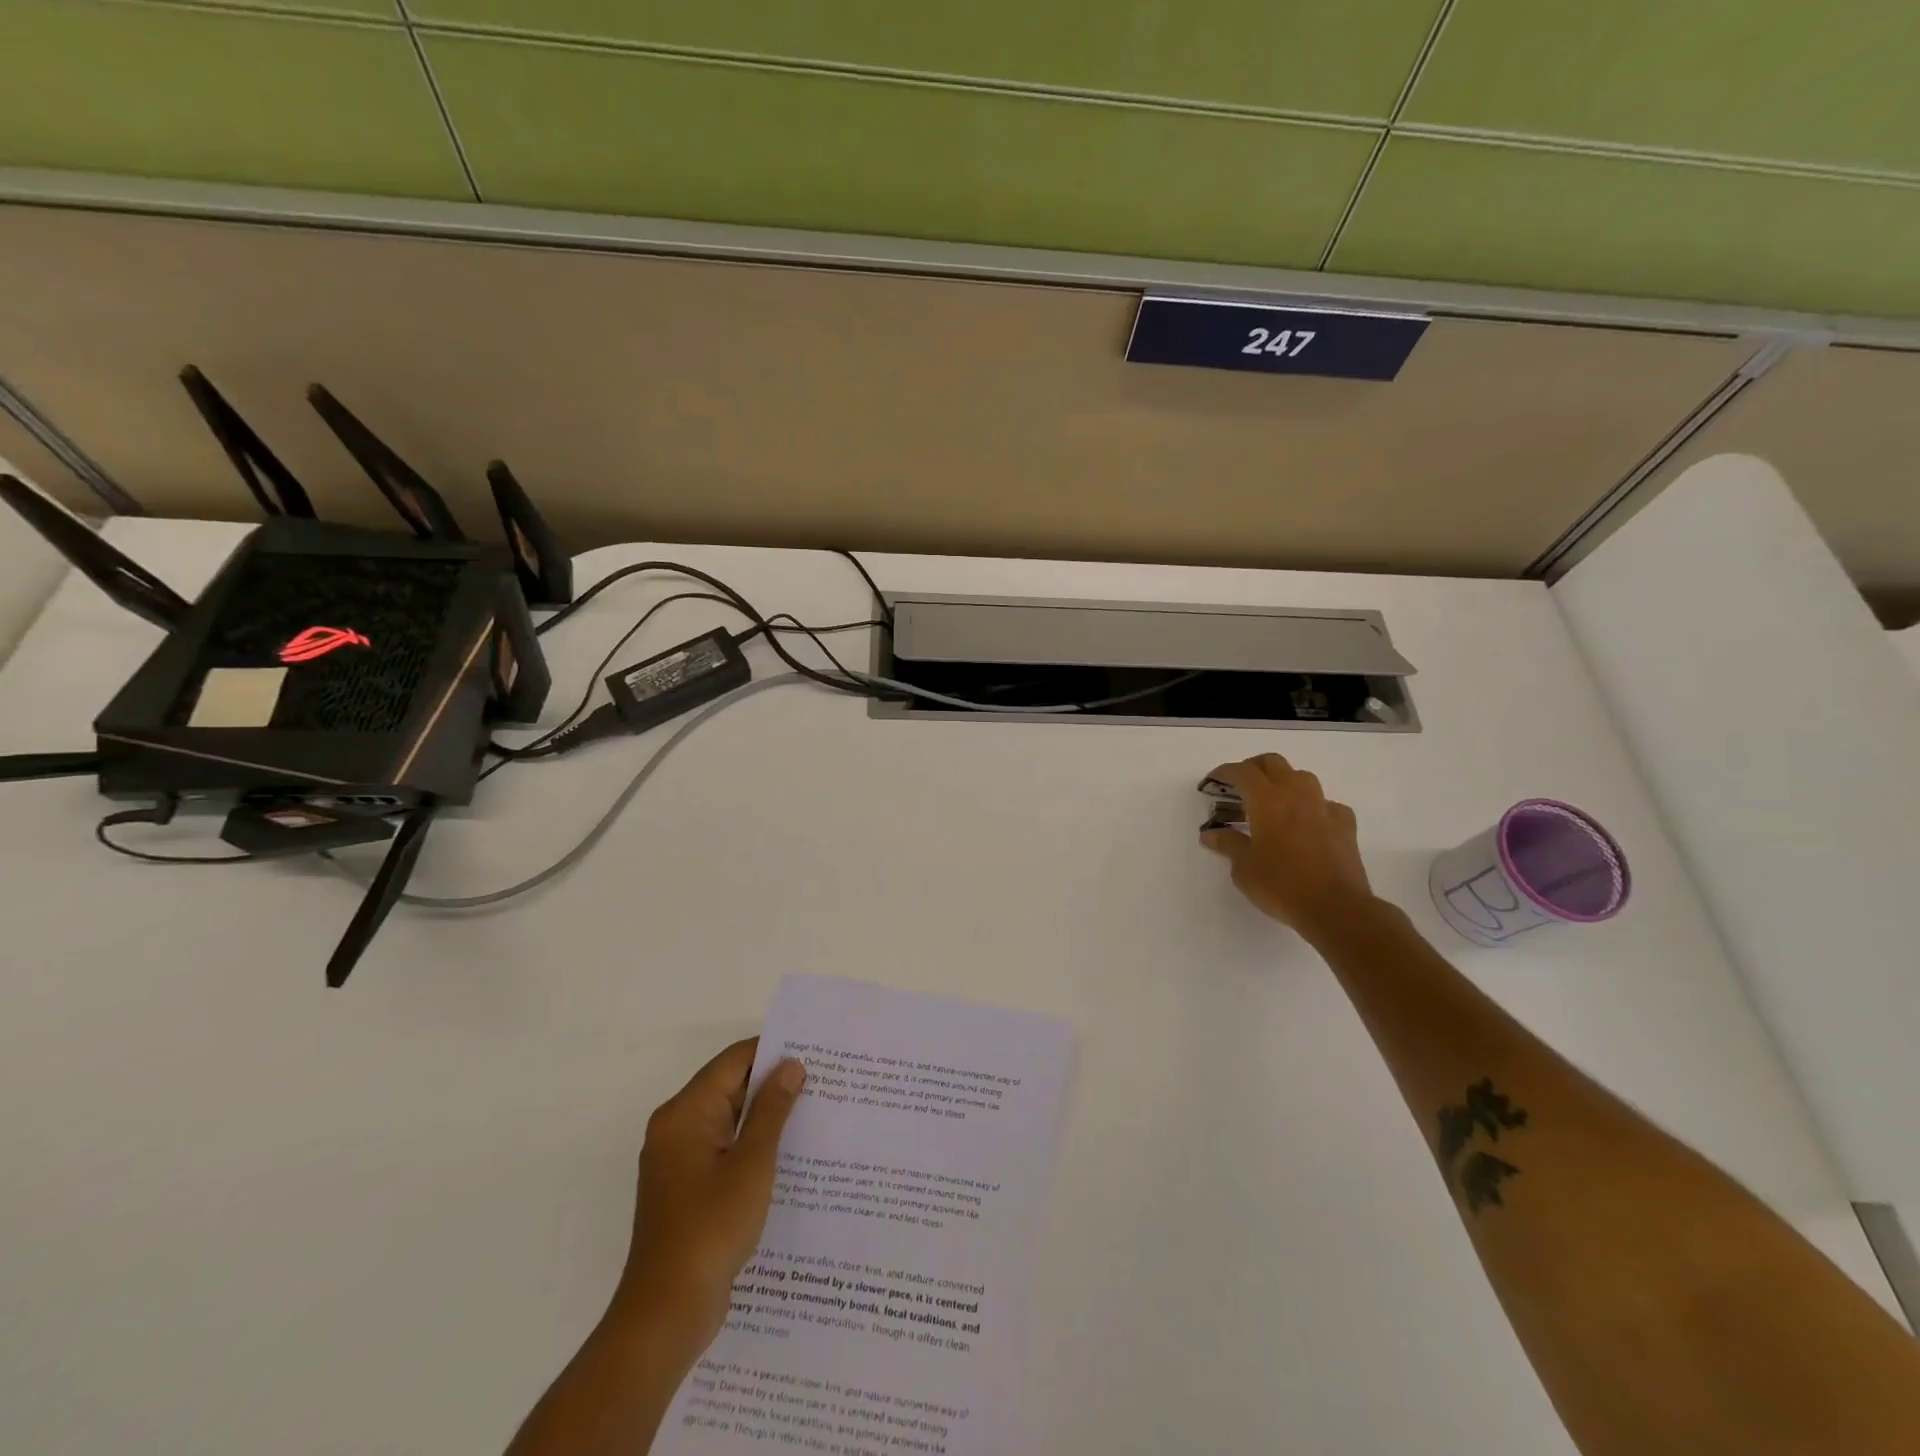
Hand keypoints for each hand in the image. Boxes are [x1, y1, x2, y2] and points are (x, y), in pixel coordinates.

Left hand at [613, 1039, 806, 1358]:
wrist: (666, 1314)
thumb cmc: (710, 1229)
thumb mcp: (752, 1164)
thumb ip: (772, 1110)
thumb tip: (791, 1065)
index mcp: (685, 1113)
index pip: (733, 1061)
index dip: (773, 1052)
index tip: (813, 1052)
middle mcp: (676, 1128)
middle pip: (729, 1087)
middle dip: (773, 1084)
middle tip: (822, 1082)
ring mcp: (679, 1160)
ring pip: (729, 1120)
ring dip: (765, 1117)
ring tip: (813, 1113)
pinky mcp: (687, 1188)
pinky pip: (724, 1149)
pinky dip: (751, 1145)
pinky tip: (788, 1155)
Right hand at [1201, 753, 1375, 942]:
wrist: (1335, 908)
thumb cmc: (1281, 886)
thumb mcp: (1244, 868)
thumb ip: (1228, 845)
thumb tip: (1211, 834)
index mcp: (1267, 801)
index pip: (1242, 772)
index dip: (1225, 772)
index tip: (1213, 780)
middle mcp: (1296, 795)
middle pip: (1273, 763)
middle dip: (1253, 767)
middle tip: (1240, 785)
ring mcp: (1324, 808)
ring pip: (1302, 777)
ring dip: (1284, 781)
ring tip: (1272, 800)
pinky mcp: (1345, 825)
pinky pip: (1326, 804)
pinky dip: (1312, 806)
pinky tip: (1308, 822)